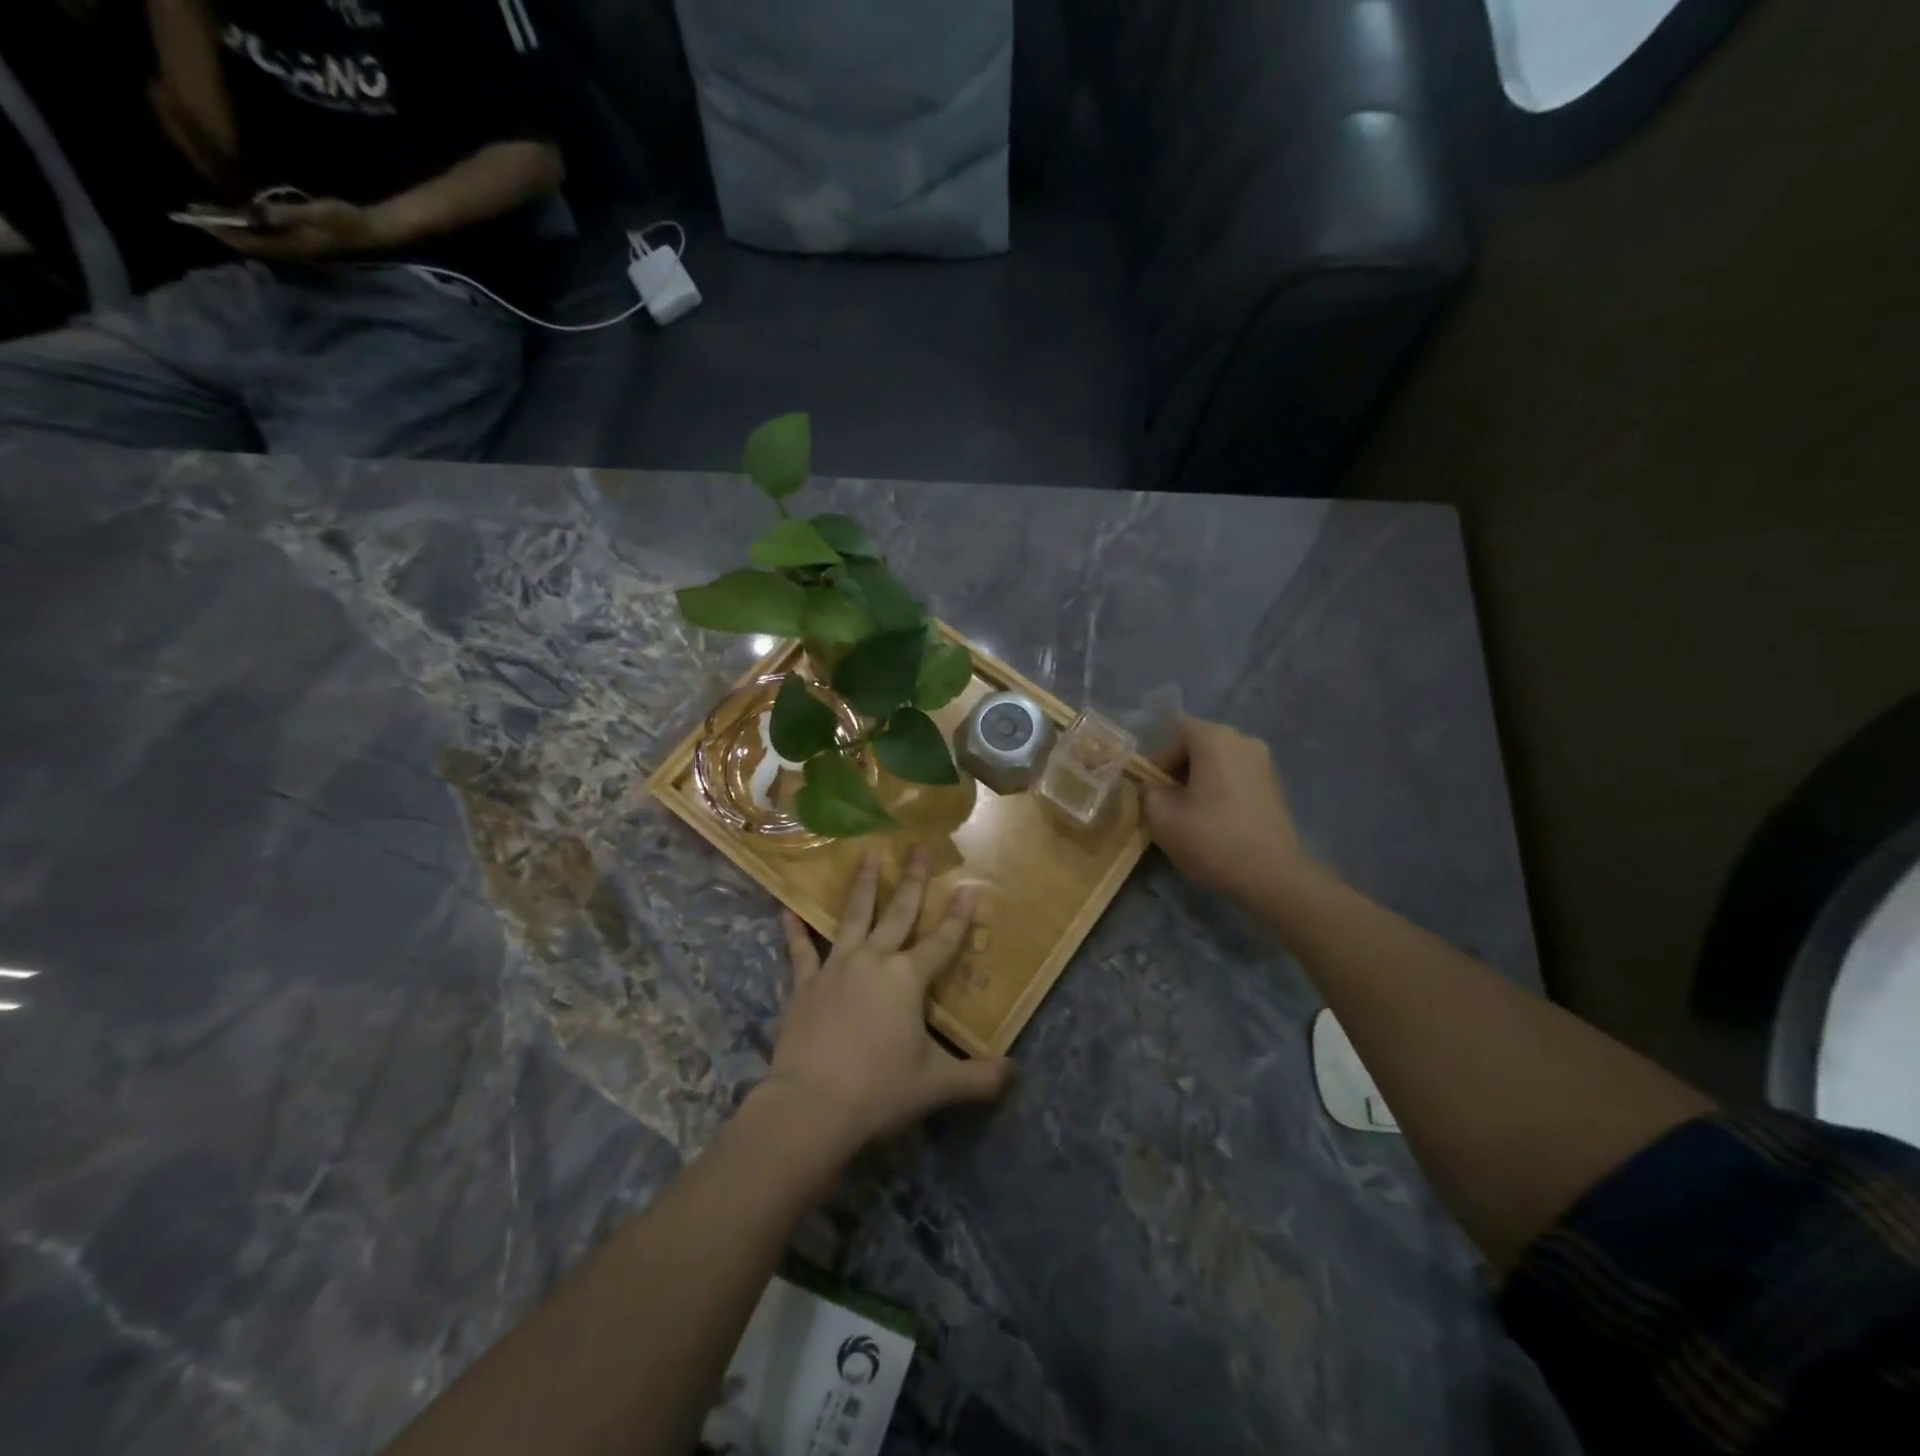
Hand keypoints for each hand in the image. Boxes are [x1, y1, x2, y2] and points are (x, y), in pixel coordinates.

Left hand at [209, 199, 390, 260]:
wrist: (372, 230)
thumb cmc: (346, 221)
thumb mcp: (317, 214)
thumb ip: (287, 214)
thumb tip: (257, 212)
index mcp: (295, 247)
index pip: (252, 243)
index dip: (224, 231)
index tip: (197, 217)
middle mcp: (293, 251)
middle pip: (251, 245)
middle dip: (222, 230)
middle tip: (193, 212)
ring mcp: (298, 247)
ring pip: (258, 241)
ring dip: (234, 228)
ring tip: (209, 212)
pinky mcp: (301, 240)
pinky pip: (267, 236)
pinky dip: (249, 226)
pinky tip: (238, 215)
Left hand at [764, 849, 1013, 1155]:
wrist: (812, 1106)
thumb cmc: (879, 1090)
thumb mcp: (937, 1086)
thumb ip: (979, 1078)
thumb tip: (1015, 1074)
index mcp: (908, 979)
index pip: (942, 941)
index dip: (958, 917)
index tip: (968, 888)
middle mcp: (874, 960)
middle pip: (899, 913)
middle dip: (912, 880)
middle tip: (918, 848)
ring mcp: (836, 967)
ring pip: (853, 916)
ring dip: (863, 885)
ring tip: (868, 854)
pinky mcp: (804, 983)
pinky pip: (800, 950)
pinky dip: (793, 931)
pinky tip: (786, 910)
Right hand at [1144, 714, 1313, 902]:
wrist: (1273, 876)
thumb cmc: (1212, 840)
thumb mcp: (1161, 818)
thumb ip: (1147, 792)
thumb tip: (1152, 786)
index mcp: (1214, 739)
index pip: (1176, 728)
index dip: (1158, 755)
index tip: (1152, 787)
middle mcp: (1243, 740)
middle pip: (1198, 742)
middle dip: (1178, 768)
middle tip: (1166, 801)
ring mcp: (1264, 761)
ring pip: (1218, 760)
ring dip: (1199, 780)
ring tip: (1190, 813)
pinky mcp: (1275, 784)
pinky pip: (1236, 775)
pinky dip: (1220, 788)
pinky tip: (1215, 819)